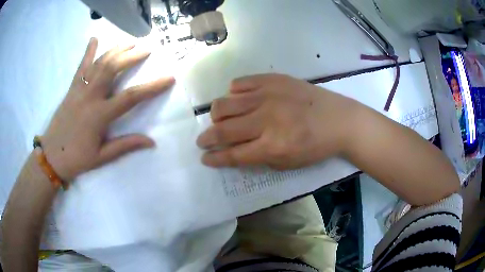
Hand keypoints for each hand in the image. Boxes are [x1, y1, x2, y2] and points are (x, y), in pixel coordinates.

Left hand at [41, 38, 174, 180]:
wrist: (51, 156)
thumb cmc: (77, 159)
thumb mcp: (102, 157)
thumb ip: (126, 146)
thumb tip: (151, 142)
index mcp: (99, 115)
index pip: (131, 97)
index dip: (152, 87)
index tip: (169, 77)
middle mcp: (90, 97)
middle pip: (113, 68)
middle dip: (132, 56)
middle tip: (147, 49)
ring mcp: (79, 89)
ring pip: (99, 63)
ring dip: (116, 49)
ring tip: (130, 42)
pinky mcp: (72, 88)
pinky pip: (81, 66)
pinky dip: (88, 51)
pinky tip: (95, 39)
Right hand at [196, 74, 354, 169]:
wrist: (339, 120)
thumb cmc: (316, 146)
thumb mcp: (289, 163)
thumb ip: (259, 158)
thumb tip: (236, 150)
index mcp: (272, 146)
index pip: (233, 154)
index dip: (215, 157)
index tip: (204, 158)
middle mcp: (266, 120)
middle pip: (223, 128)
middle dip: (207, 138)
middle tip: (202, 140)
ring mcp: (268, 95)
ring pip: (225, 103)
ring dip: (216, 115)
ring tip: (219, 119)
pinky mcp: (273, 79)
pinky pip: (241, 83)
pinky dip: (234, 93)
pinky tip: (239, 99)